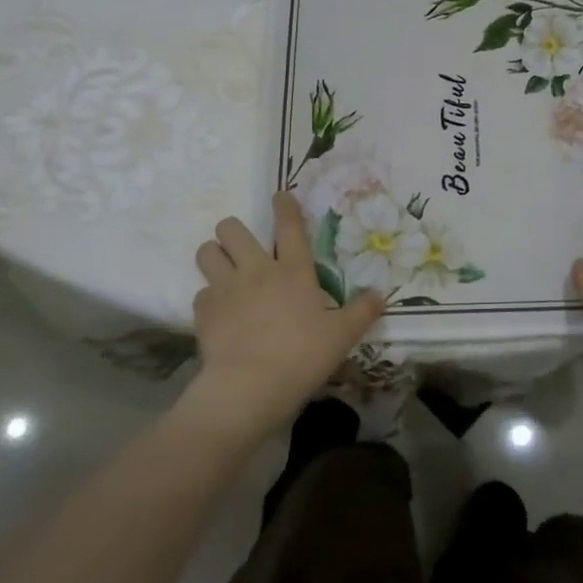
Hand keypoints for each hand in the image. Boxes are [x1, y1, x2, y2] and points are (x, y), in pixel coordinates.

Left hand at [186, 192, 385, 440]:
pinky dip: (209, 298)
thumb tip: (381, 294)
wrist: (250, 386)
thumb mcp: (342, 336)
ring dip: (214, 255)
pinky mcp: (203, 310)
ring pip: (207, 251)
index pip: (289, 226)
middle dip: (234, 231)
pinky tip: (219, 312)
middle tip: (243, 248)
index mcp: (293, 271)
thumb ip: (362, 312)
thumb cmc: (302, 356)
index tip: (280, 196)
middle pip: (232, 228)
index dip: (285, 206)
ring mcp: (225, 288)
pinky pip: (201, 292)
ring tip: (223, 269)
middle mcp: (256, 270)